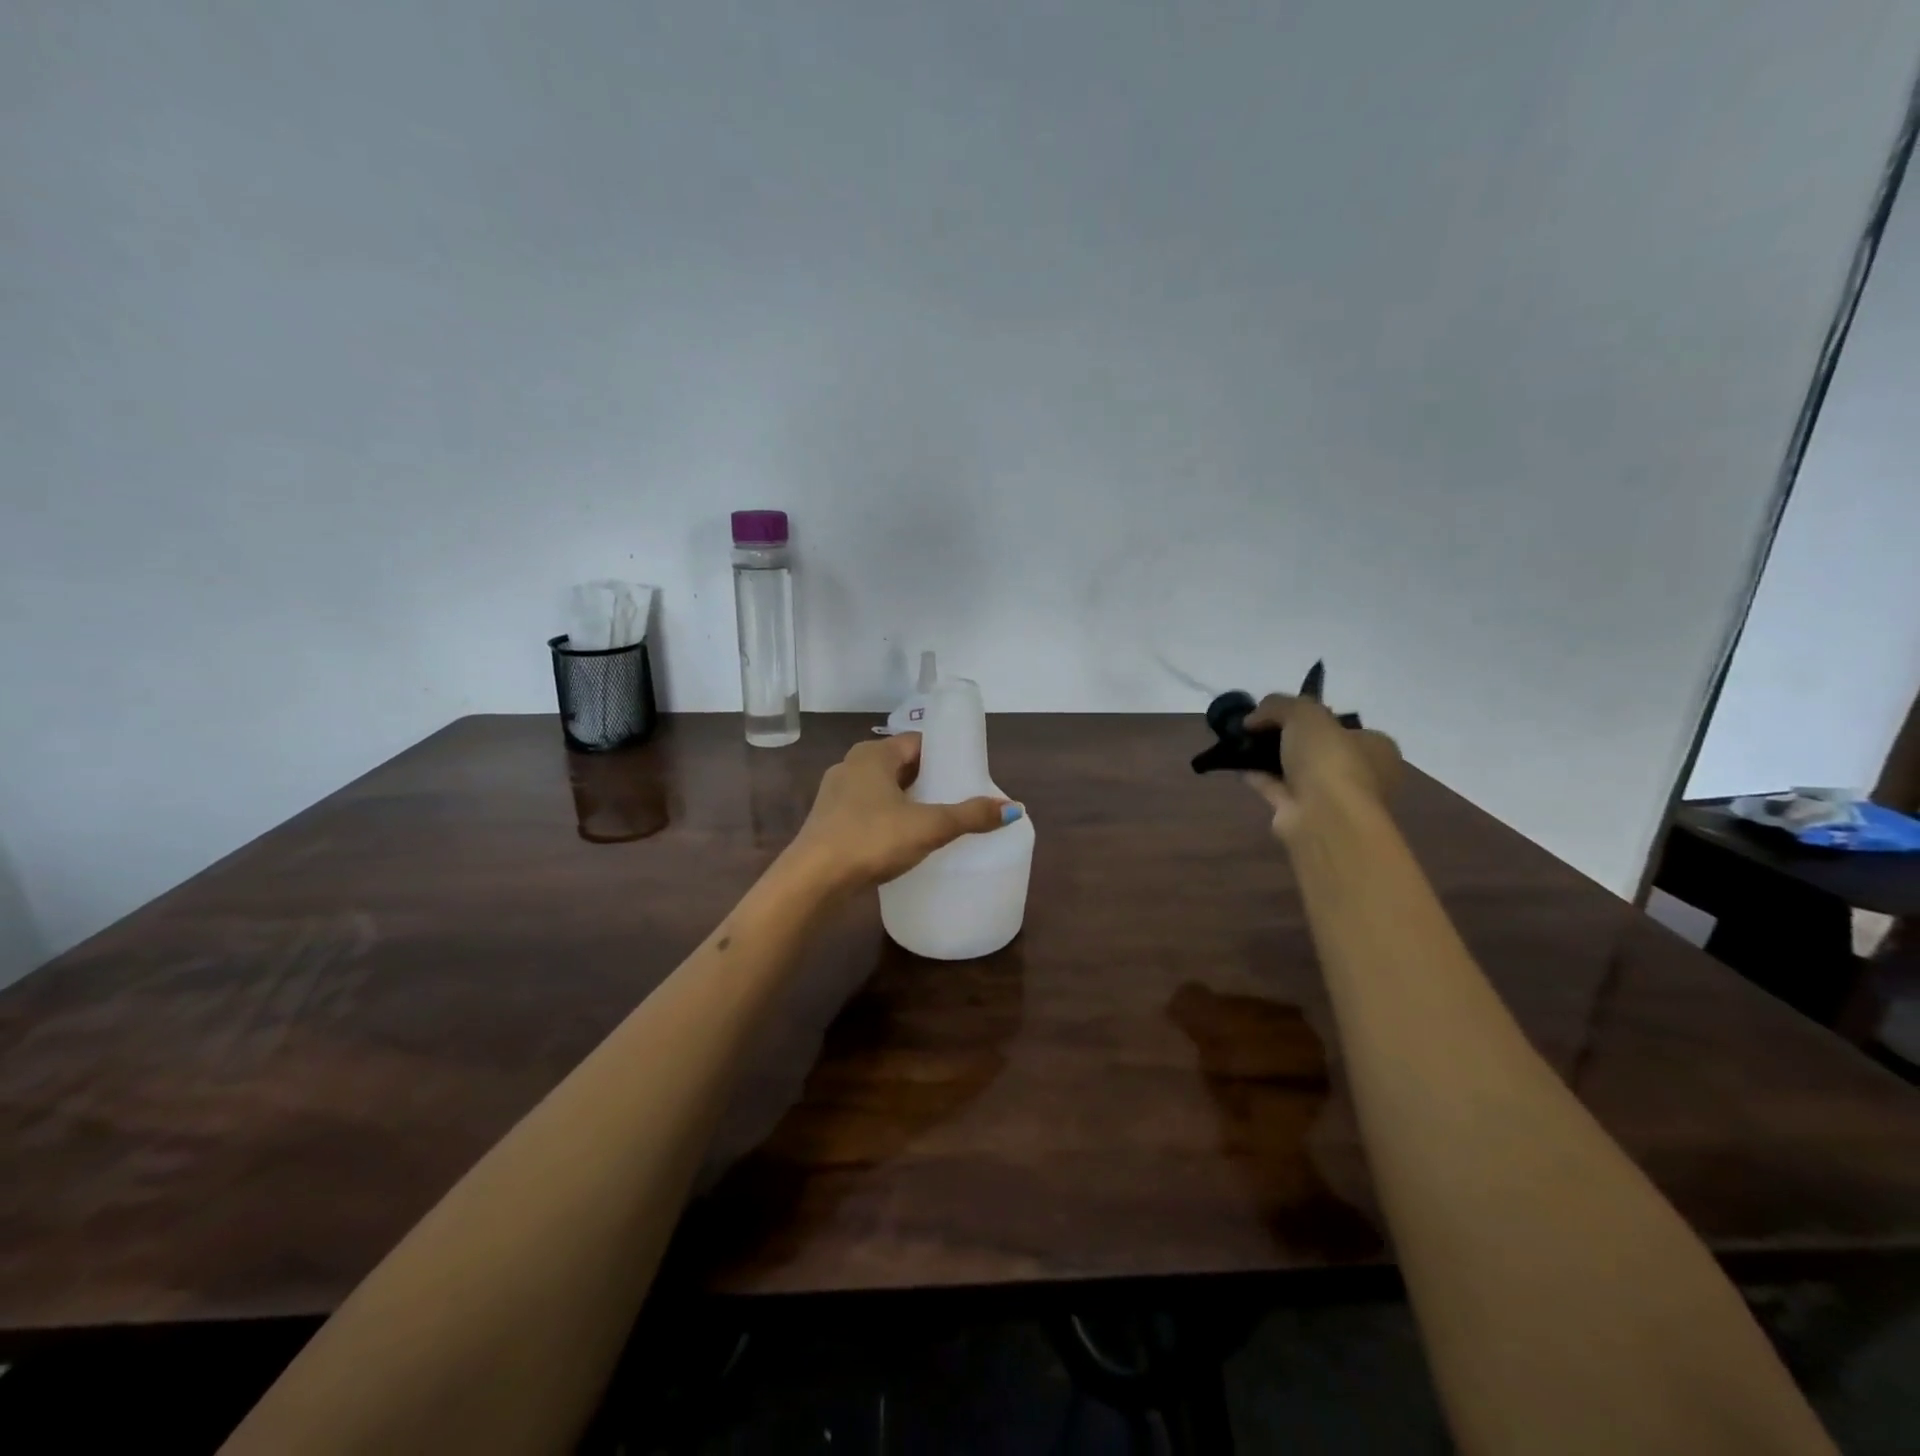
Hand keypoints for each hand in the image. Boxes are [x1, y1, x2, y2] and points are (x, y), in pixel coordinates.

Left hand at [785, 733, 1019, 890]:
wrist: (813, 880)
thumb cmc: (871, 839)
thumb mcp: (928, 826)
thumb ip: (970, 816)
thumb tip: (1013, 808)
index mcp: (873, 754)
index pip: (918, 741)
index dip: (944, 753)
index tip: (966, 772)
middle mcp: (851, 765)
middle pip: (900, 764)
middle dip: (928, 778)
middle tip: (957, 797)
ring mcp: (835, 793)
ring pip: (882, 788)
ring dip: (906, 799)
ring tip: (934, 819)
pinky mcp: (828, 820)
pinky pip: (867, 809)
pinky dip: (887, 816)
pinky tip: (901, 838)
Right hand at [1243, 694, 1401, 841]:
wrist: (1323, 818)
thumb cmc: (1330, 760)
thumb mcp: (1305, 714)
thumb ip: (1279, 706)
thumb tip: (1252, 718)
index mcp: (1376, 748)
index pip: (1344, 727)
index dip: (1313, 717)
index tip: (1282, 712)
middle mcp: (1360, 774)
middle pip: (1318, 748)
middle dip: (1287, 738)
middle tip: (1258, 726)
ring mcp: (1331, 798)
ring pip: (1296, 770)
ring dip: (1271, 758)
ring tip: (1241, 742)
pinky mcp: (1303, 815)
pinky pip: (1277, 789)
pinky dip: (1259, 777)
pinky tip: (1238, 764)